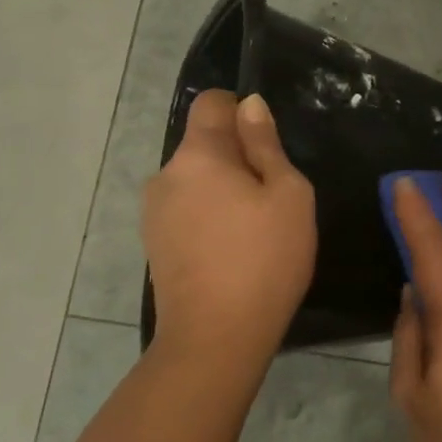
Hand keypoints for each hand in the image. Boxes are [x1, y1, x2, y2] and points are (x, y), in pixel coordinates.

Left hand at [141, 90, 315, 361]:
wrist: (216, 338)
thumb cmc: (264, 258)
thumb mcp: (287, 195)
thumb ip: (266, 145)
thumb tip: (249, 106)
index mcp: (198, 155)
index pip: (211, 103)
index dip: (241, 111)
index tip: (268, 143)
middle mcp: (166, 175)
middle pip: (204, 145)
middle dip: (237, 158)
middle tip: (273, 196)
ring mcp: (154, 213)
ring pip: (197, 181)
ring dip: (224, 189)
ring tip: (255, 228)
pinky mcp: (155, 245)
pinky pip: (187, 210)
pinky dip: (210, 216)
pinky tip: (233, 250)